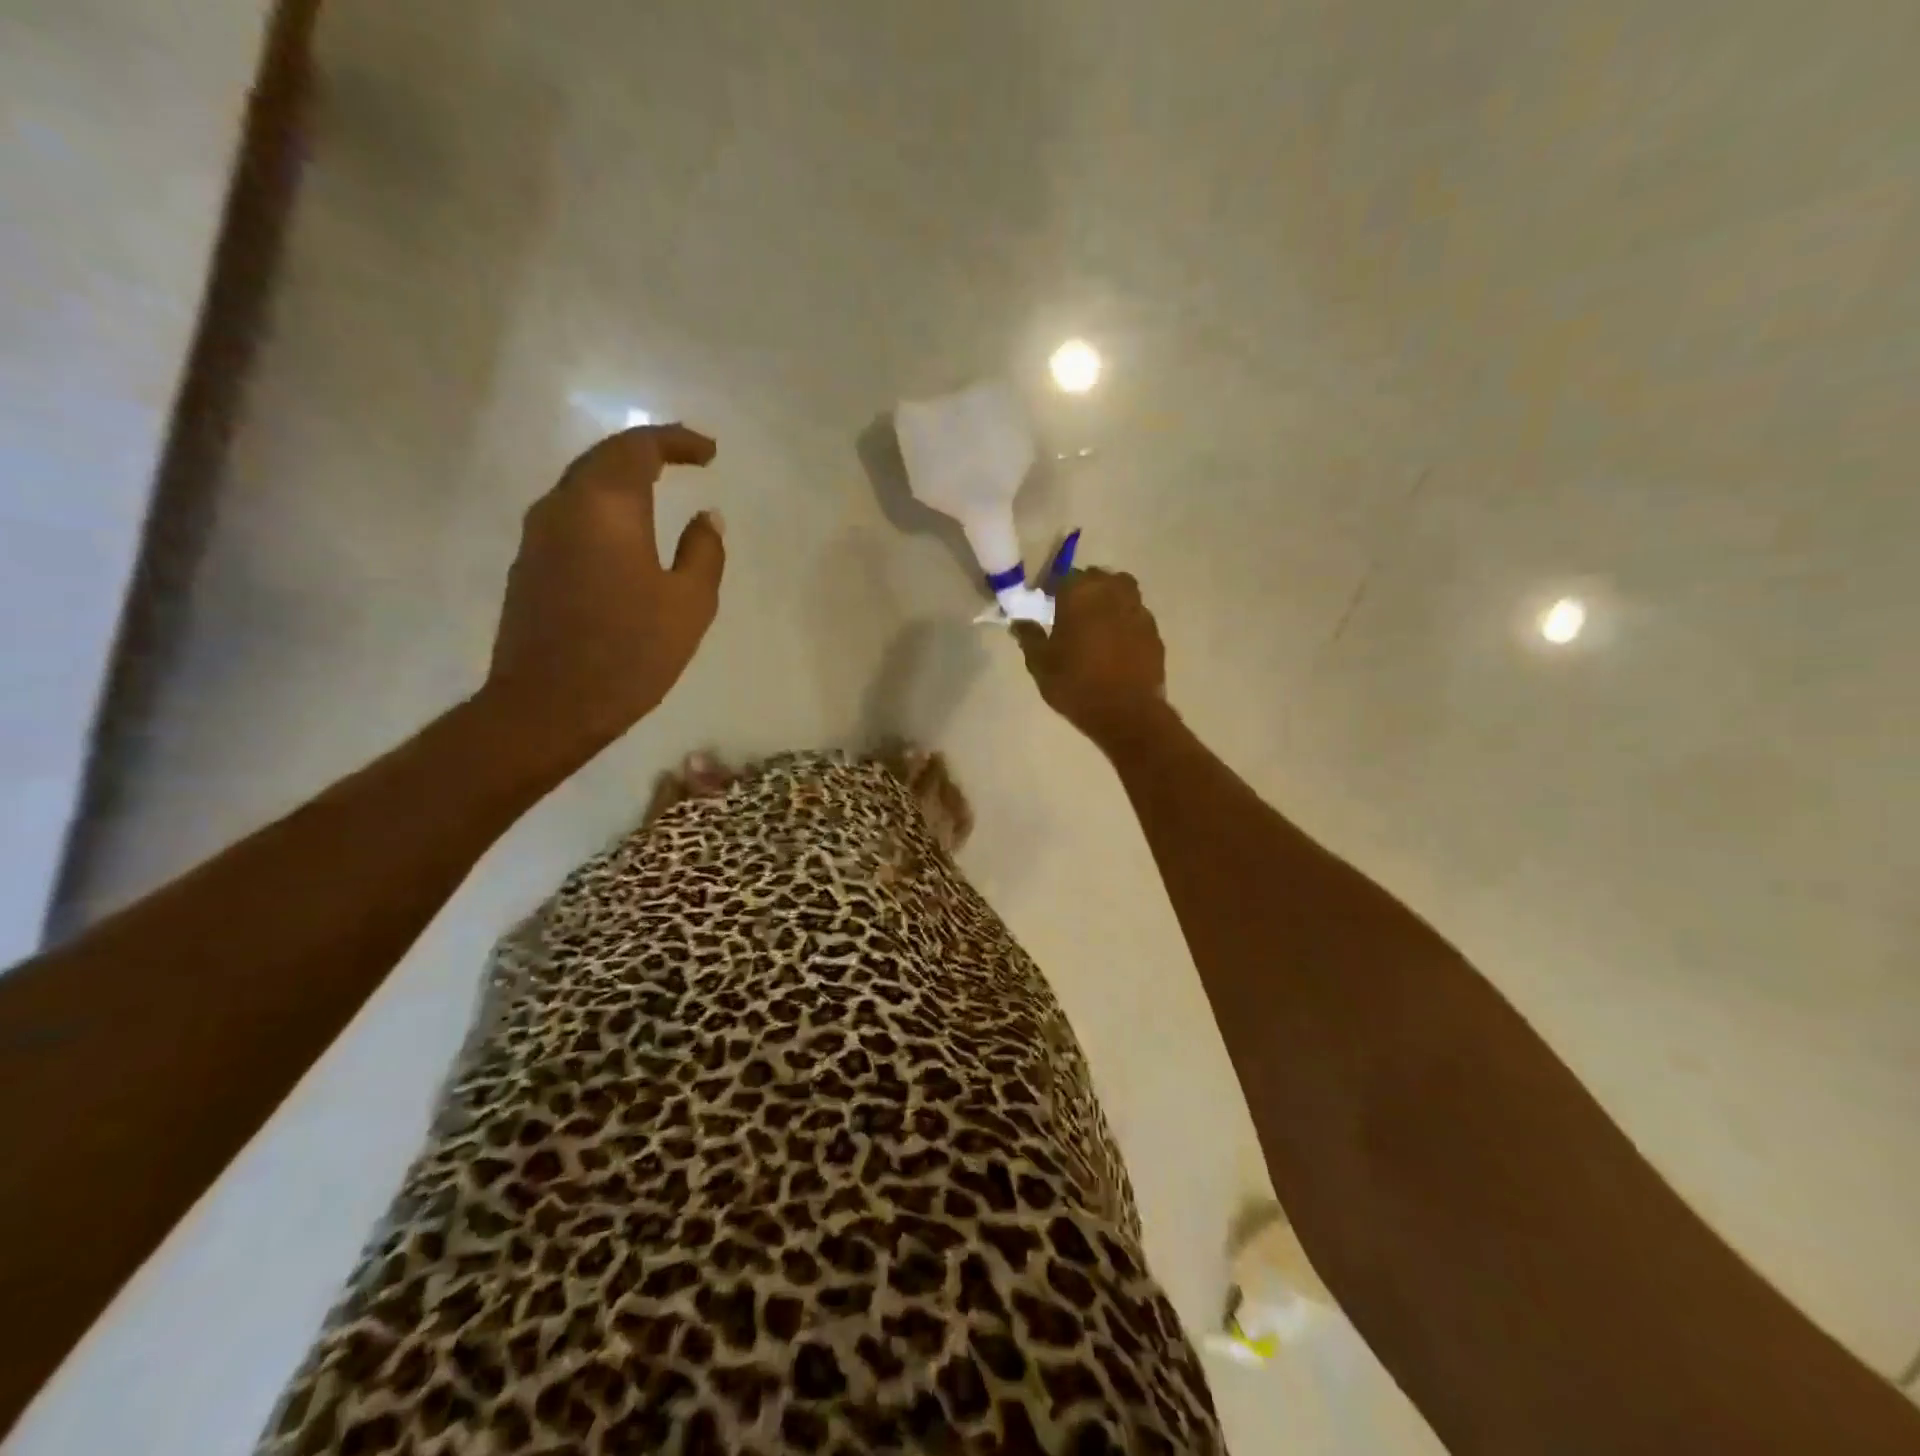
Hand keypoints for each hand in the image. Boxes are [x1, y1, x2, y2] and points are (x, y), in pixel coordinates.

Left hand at [481, 424, 723, 764]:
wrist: (548, 705)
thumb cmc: (630, 652)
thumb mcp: (689, 604)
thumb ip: (704, 552)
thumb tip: (706, 517)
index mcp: (606, 505)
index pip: (639, 447)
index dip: (677, 441)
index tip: (710, 452)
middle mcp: (563, 505)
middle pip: (604, 457)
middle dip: (648, 451)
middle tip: (687, 459)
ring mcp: (538, 534)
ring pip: (582, 483)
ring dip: (622, 478)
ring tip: (660, 489)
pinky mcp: (529, 564)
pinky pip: (571, 514)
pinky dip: (605, 507)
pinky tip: (626, 531)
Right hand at [1013, 568, 1167, 743]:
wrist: (1126, 713)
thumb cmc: (1076, 685)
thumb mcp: (1040, 664)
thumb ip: (1030, 637)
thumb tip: (1019, 622)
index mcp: (1080, 594)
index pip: (1064, 577)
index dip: (1054, 588)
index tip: (1047, 604)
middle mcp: (1112, 592)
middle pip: (1097, 578)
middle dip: (1084, 589)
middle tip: (1071, 612)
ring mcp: (1137, 610)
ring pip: (1122, 591)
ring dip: (1108, 600)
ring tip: (1096, 624)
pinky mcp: (1154, 631)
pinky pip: (1136, 615)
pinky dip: (1125, 621)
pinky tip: (1116, 643)